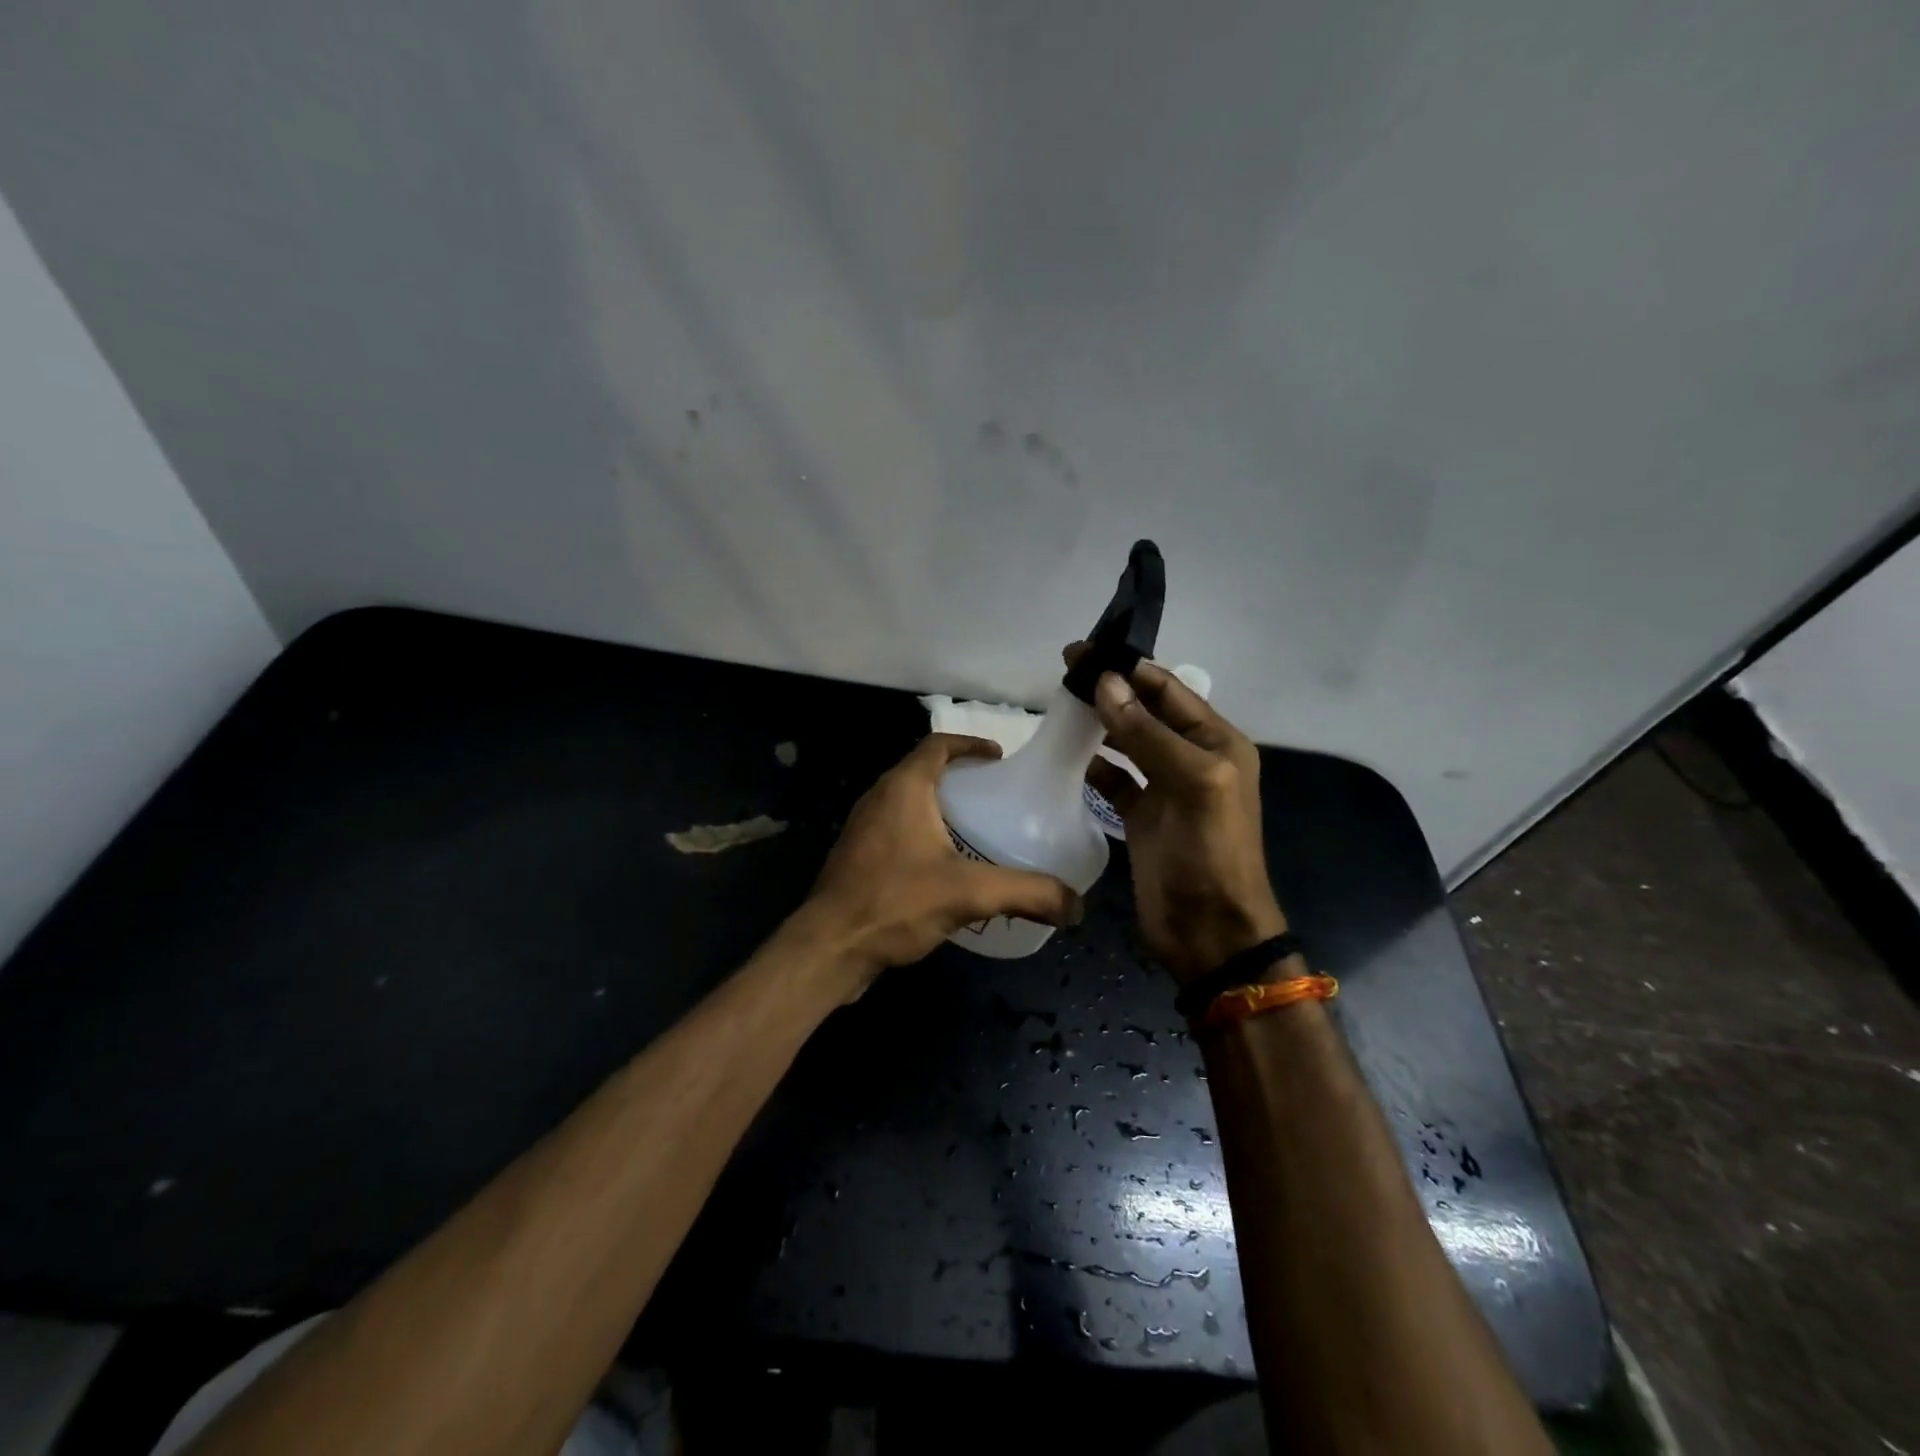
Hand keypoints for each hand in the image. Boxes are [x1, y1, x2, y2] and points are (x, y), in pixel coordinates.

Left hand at [798, 734, 1083, 991]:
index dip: (970, 744)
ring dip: (940, 806)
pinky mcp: (857, 857)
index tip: (999, 758)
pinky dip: (923, 833)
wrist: (829, 947)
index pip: (938, 745)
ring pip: (908, 802)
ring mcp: (863, 828)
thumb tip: (1076, 906)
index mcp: (903, 788)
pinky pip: (896, 830)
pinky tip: (944, 866)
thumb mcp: (969, 894)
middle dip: (960, 777)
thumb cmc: (895, 902)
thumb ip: (1026, 893)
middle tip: (995, 796)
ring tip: (976, 829)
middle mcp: (879, 798)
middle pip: (923, 771)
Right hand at [1070, 649, 1286, 984]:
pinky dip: (1094, 766)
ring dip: (1100, 722)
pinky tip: (1068, 755)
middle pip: (1146, 710)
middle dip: (1110, 688)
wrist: (1209, 931)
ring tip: (1061, 703)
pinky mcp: (1141, 817)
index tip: (1085, 650)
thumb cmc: (1210, 852)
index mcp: (1216, 742)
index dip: (1129, 667)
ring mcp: (1164, 788)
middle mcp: (1191, 758)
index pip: (1168, 690)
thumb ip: (1148, 733)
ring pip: (1128, 742)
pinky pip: (1114, 780)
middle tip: (1065, 669)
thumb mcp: (1191, 783)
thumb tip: (1105, 683)